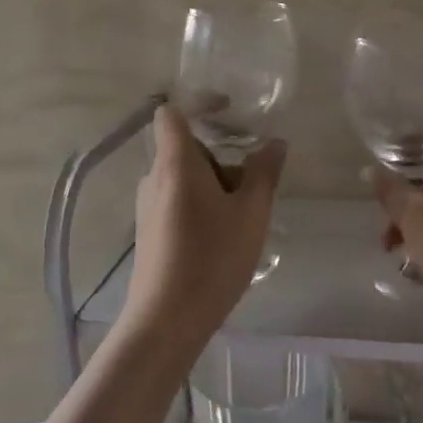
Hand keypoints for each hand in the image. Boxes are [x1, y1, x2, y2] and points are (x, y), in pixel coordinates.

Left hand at [122, 106, 285, 346]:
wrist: (166, 320)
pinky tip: (224, 239)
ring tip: (245, 219)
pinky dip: (203, 205)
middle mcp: (154, 177)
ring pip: (185, 178)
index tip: (229, 110)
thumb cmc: (212, 258)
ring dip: (216, 186)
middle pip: (187, 149)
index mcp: (175, 163)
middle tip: (254, 186)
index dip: (198, 102)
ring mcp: (148, 206)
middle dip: (222, 158)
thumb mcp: (251, 213)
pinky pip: (178, 201)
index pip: (171, 112)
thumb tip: (275, 142)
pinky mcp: (150, 230)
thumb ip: (264, 172)